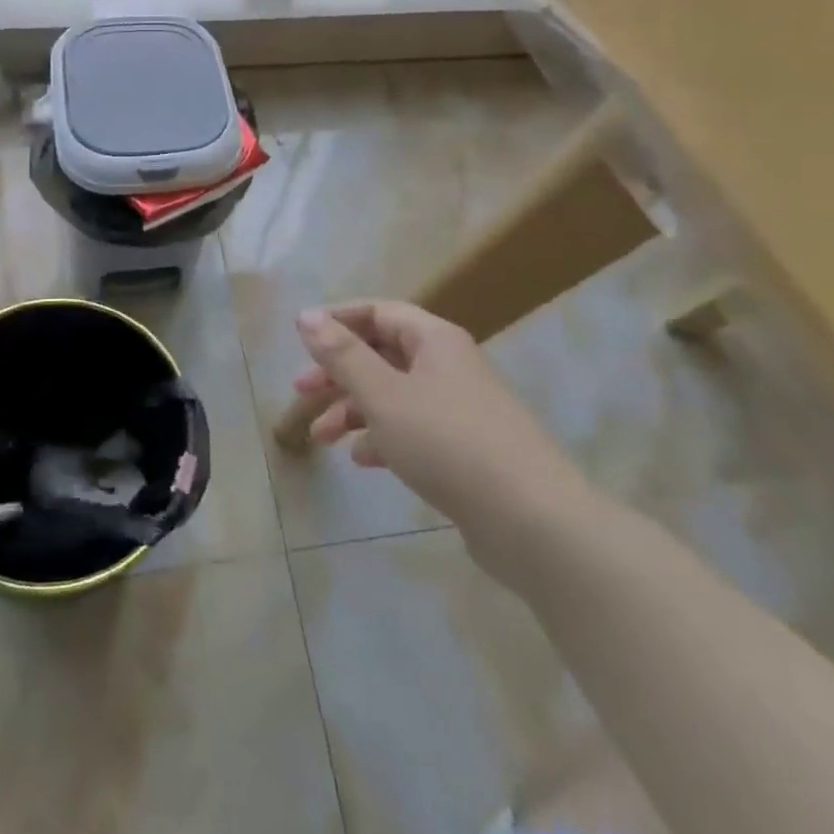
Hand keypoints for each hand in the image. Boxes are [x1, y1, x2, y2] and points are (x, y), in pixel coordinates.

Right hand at [294, 301, 602, 591]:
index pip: (378, 311)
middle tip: (300, 391)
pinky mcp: (466, 449)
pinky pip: (414, 429)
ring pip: (394, 394)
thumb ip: (343, 356)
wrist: (533, 522)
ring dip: (354, 409)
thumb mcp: (384, 395)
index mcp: (434, 339)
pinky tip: (363, 460)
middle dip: (339, 372)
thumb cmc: (448, 443)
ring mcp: (460, 408)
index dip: (337, 321)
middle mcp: (449, 364)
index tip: (301, 340)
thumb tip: (306, 316)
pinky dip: (384, 437)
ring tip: (322, 438)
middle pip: (383, 354)